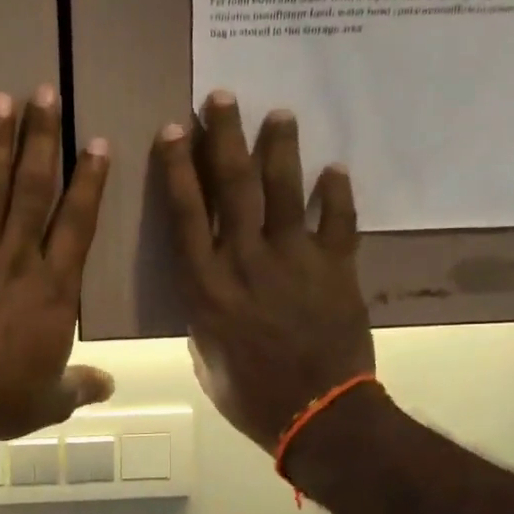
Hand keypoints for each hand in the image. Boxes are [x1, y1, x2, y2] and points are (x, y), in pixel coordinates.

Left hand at [0, 87, 113, 450]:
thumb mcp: (49, 400)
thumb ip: (80, 386)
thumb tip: (109, 386)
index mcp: (54, 291)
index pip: (78, 224)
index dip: (89, 182)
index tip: (96, 143)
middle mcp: (17, 260)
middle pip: (33, 191)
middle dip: (41, 140)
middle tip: (44, 94)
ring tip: (0, 100)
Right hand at [154, 91, 374, 453]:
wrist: (317, 415)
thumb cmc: (250, 396)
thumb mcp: (206, 357)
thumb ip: (204, 315)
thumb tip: (211, 290)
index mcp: (206, 286)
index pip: (186, 213)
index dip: (179, 168)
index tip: (175, 129)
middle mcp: (245, 261)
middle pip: (233, 187)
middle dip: (225, 137)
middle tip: (222, 97)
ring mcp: (294, 261)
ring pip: (283, 192)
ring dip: (279, 149)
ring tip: (279, 113)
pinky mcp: (336, 269)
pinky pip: (338, 222)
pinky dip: (336, 194)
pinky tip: (334, 168)